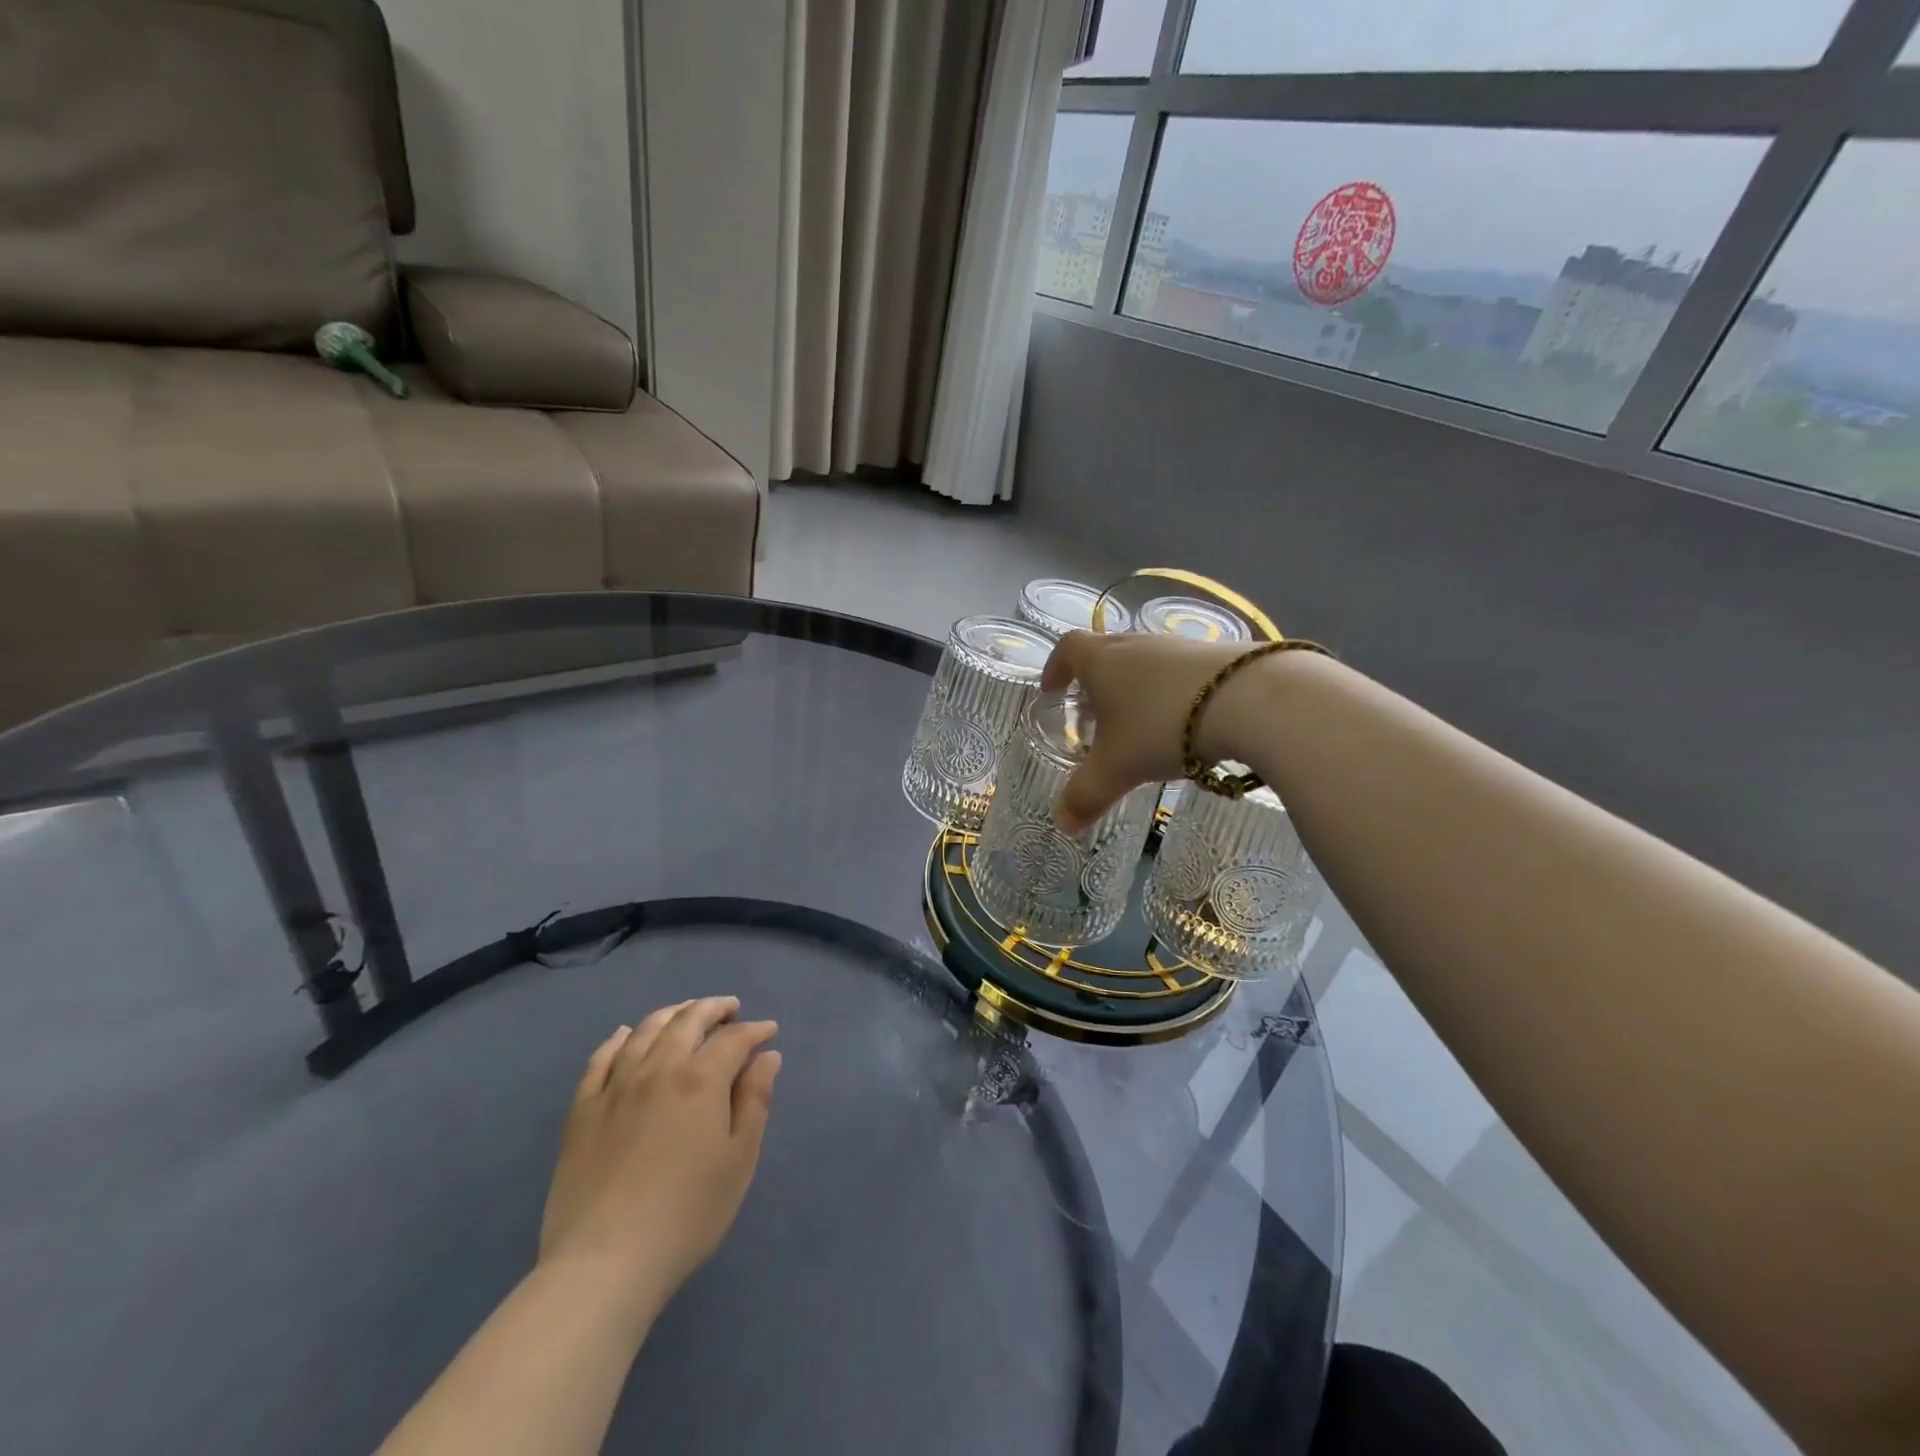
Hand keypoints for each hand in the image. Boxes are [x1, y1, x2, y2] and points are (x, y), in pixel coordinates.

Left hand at [539, 997, 780, 1316]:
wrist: (604, 1263)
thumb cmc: (687, 1214)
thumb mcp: (739, 1160)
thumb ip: (755, 1101)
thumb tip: (767, 1057)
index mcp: (701, 1079)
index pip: (734, 1039)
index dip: (755, 1030)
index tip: (769, 1032)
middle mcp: (658, 1068)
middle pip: (688, 1020)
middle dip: (714, 1009)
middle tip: (730, 1009)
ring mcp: (615, 1086)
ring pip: (646, 1030)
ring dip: (672, 1014)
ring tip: (687, 1013)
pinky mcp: (582, 1110)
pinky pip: (600, 1058)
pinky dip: (618, 1039)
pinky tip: (627, 1035)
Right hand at [1041, 630, 1251, 830]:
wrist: (1250, 700)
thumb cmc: (1162, 727)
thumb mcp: (1117, 768)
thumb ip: (1086, 795)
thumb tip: (1062, 825)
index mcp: (1101, 661)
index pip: (1067, 649)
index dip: (1055, 668)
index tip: (1052, 690)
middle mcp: (1136, 644)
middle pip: (1106, 653)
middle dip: (1095, 683)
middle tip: (1094, 716)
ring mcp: (1179, 646)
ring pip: (1145, 663)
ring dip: (1136, 688)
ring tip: (1140, 725)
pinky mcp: (1218, 654)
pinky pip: (1181, 672)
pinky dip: (1172, 693)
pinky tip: (1186, 724)